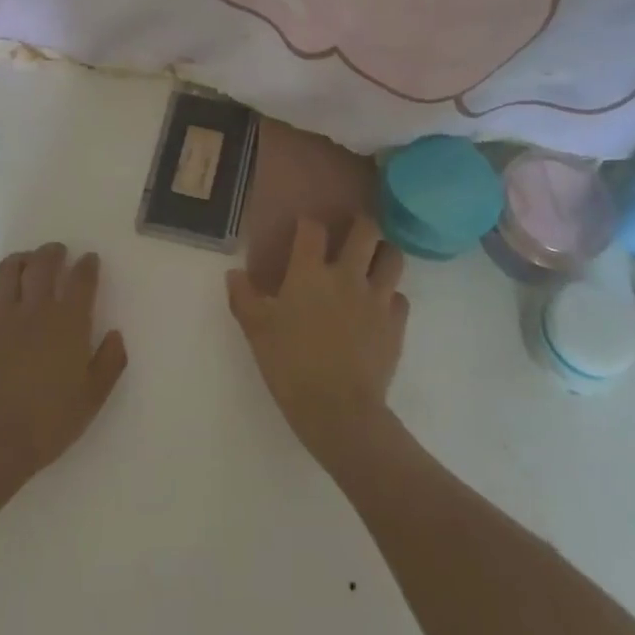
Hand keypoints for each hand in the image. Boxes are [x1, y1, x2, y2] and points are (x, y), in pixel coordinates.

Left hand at [0, 243, 127, 500]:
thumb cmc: (48, 423)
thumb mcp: (93, 398)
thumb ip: (109, 362)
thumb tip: (115, 334)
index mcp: (68, 322)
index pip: (81, 278)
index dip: (87, 264)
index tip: (90, 260)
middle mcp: (35, 309)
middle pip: (43, 263)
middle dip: (53, 252)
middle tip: (58, 253)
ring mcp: (0, 318)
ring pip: (7, 271)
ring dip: (19, 261)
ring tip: (26, 264)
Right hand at [227, 216, 407, 473]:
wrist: (340, 411)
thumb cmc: (292, 367)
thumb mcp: (257, 332)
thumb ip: (244, 298)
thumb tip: (234, 273)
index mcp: (310, 272)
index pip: (313, 228)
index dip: (308, 223)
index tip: (305, 228)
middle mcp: (347, 275)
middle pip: (365, 229)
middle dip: (361, 223)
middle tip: (353, 230)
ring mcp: (376, 298)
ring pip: (393, 256)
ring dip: (384, 253)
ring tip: (374, 260)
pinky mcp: (396, 323)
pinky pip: (400, 297)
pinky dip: (392, 296)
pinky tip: (381, 306)